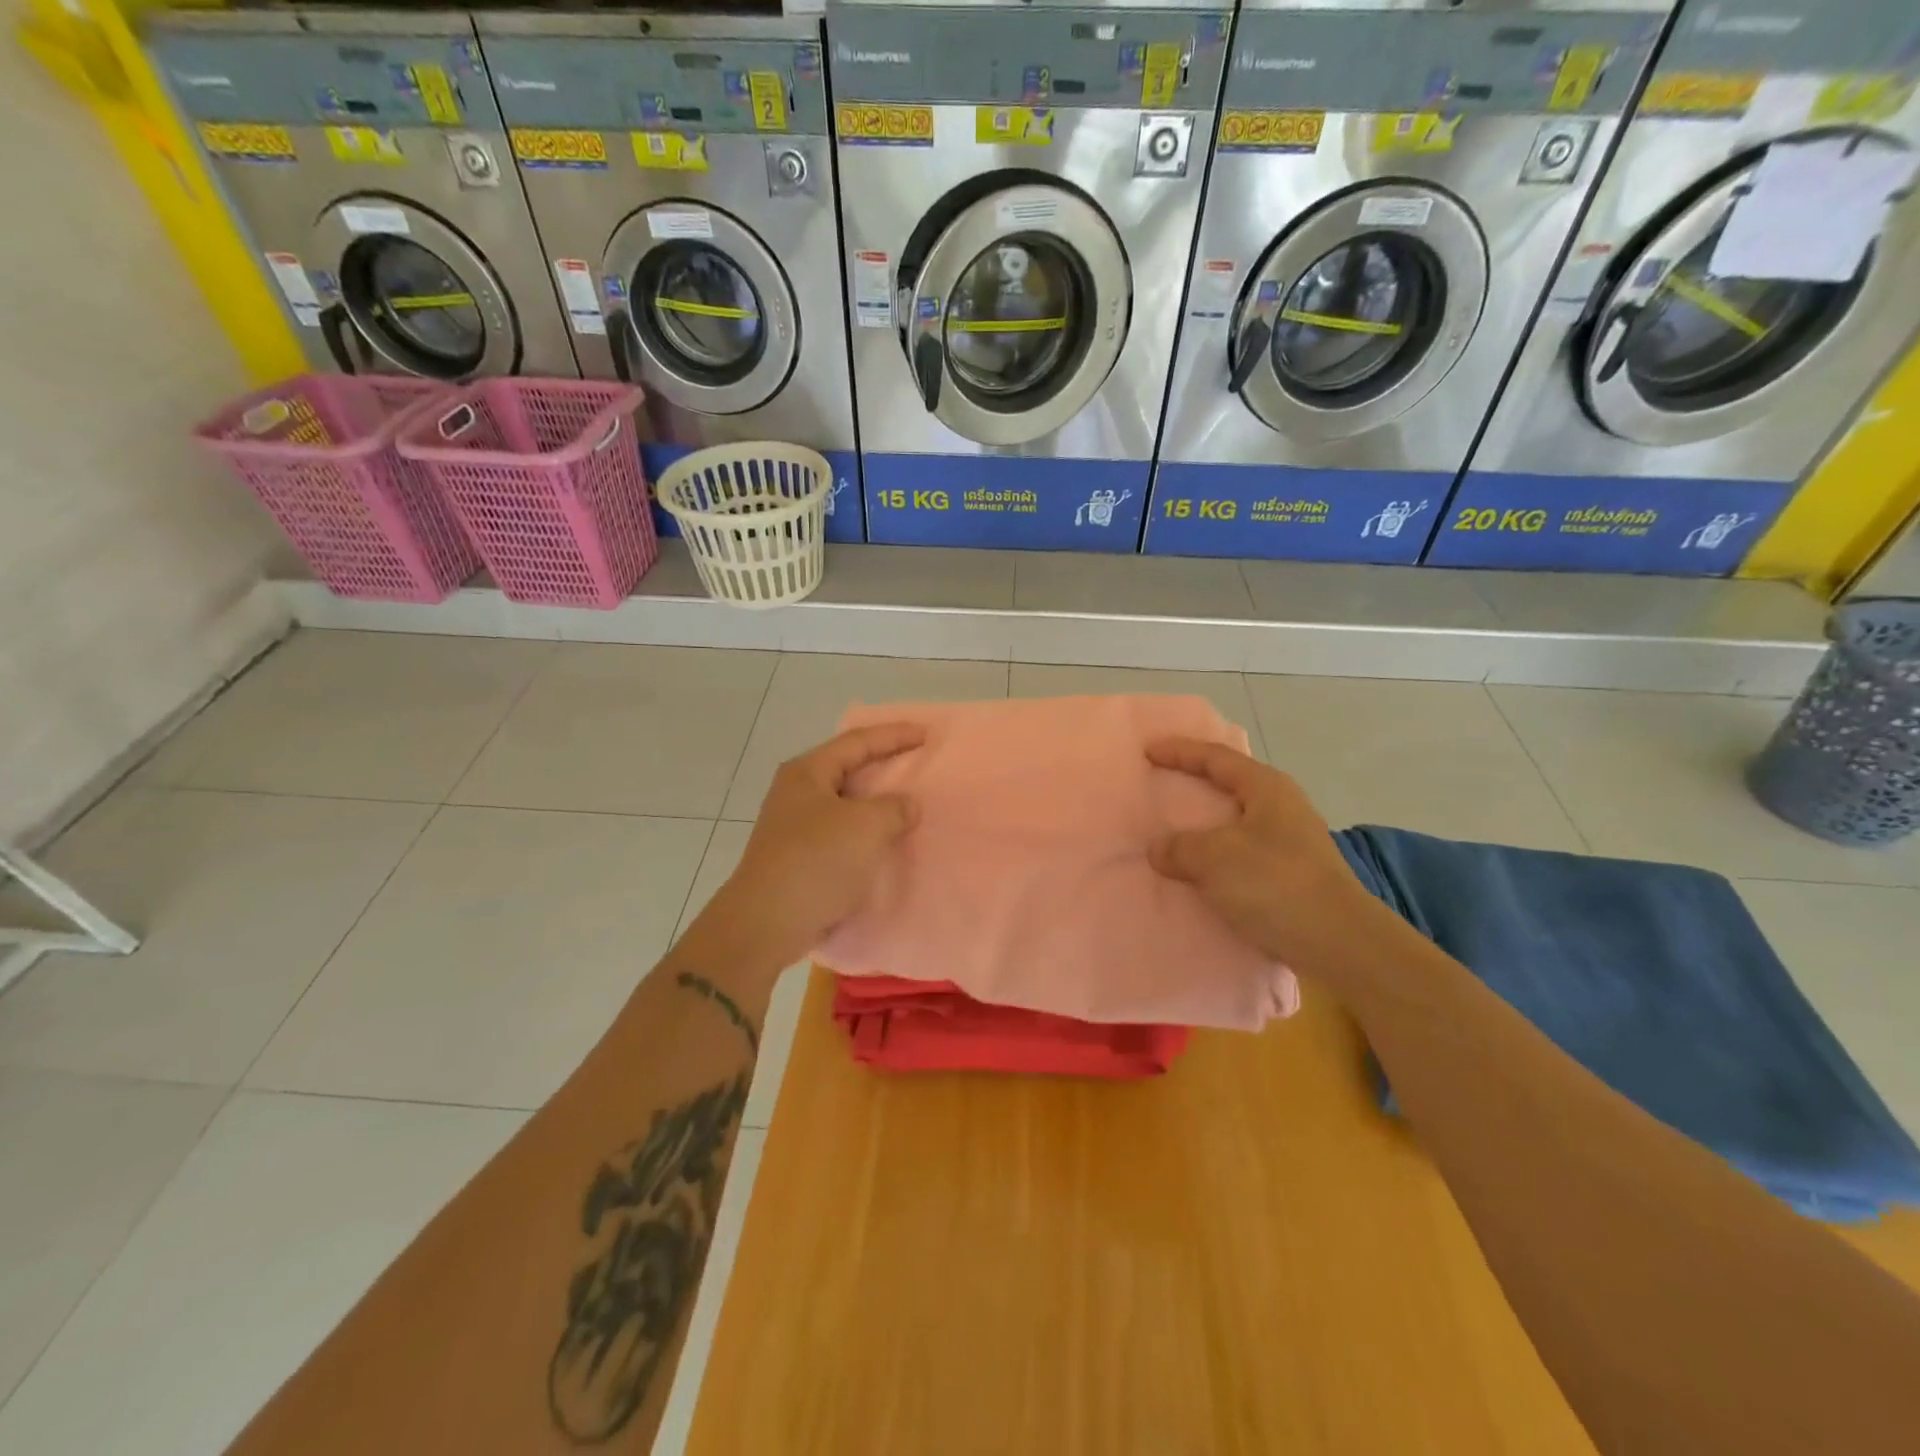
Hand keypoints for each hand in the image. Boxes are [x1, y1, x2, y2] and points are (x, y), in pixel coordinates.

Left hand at [701, 723, 925, 965]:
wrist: (768, 923)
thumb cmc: (817, 861)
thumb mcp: (866, 826)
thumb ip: (894, 808)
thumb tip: (906, 805)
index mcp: (807, 772)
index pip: (857, 741)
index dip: (894, 735)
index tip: (927, 734)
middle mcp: (797, 792)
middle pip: (848, 768)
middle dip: (883, 766)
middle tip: (917, 763)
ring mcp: (794, 826)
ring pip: (846, 804)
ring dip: (876, 804)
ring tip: (908, 804)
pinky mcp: (799, 857)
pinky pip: (842, 833)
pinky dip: (866, 833)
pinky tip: (885, 841)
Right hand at [1145, 736, 1394, 970]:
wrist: (1338, 943)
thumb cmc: (1274, 883)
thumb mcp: (1214, 858)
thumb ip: (1179, 847)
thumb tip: (1159, 849)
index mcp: (1266, 788)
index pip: (1216, 758)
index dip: (1179, 752)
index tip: (1147, 751)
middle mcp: (1282, 807)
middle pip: (1230, 785)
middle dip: (1194, 785)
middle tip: (1161, 785)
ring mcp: (1291, 842)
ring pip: (1236, 822)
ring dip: (1204, 826)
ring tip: (1174, 831)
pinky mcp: (1292, 875)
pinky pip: (1241, 853)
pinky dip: (1216, 856)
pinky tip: (1199, 871)